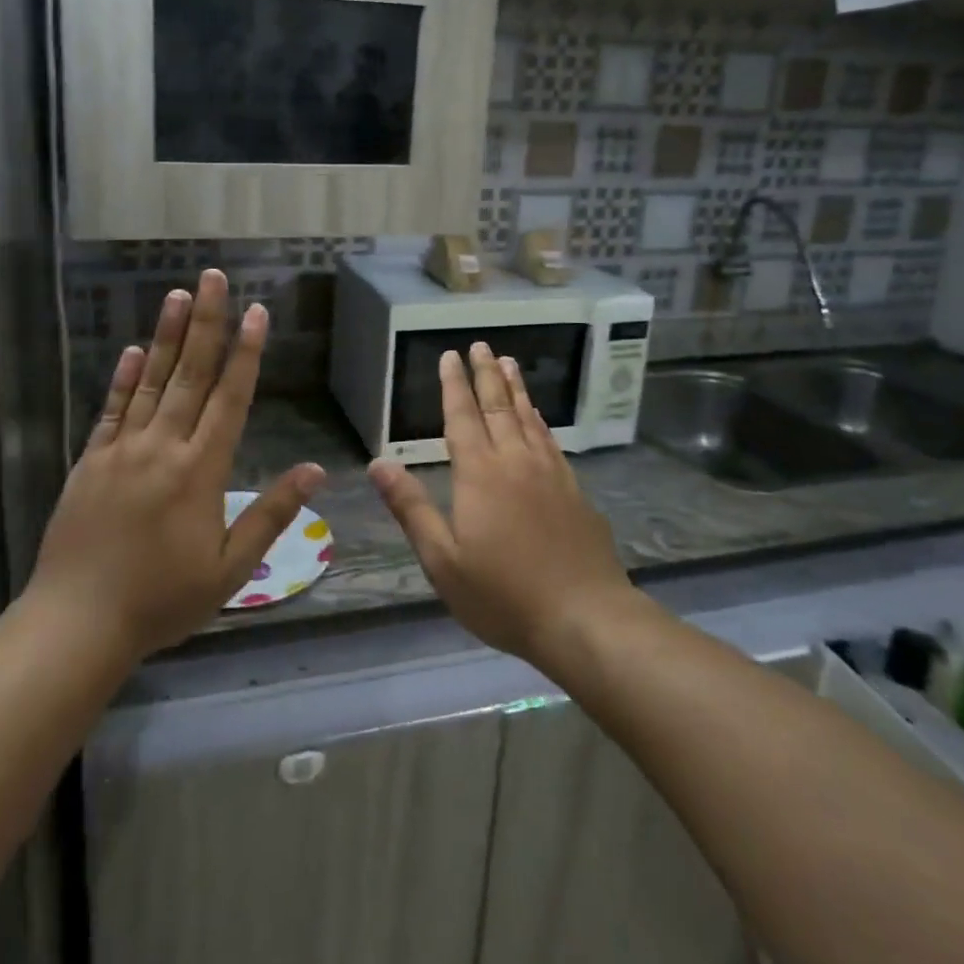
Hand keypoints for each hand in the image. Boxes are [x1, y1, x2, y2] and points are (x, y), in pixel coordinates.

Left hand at [29, 269, 323, 659]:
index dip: (246, 352)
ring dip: (167, 336)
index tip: (257, 312)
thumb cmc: (162, 600)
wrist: (77, 622)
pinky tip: (132, 349)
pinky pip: (111, 408)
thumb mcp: (230, 569)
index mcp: (200, 470)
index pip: (230, 398)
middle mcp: (163, 446)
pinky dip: (123, 377)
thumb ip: (271, 514)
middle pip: (191, 374)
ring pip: (151, 380)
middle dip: (208, 323)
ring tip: (179, 295)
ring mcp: (122, 449)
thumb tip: (315, 470)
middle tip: (213, 278)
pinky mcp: (91, 459)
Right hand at [369, 343, 634, 668]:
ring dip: (515, 388)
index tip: (450, 356)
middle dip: (486, 374)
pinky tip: (537, 416)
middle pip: (498, 407)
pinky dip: (540, 420)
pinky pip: (551, 441)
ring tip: (509, 362)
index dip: (454, 385)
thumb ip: (411, 508)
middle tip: (480, 345)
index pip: (463, 416)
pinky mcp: (574, 490)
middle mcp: (515, 461)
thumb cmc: (503, 594)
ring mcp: (550, 473)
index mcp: (480, 474)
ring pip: (528, 418)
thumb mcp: (443, 560)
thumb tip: (378, 463)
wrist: (585, 618)